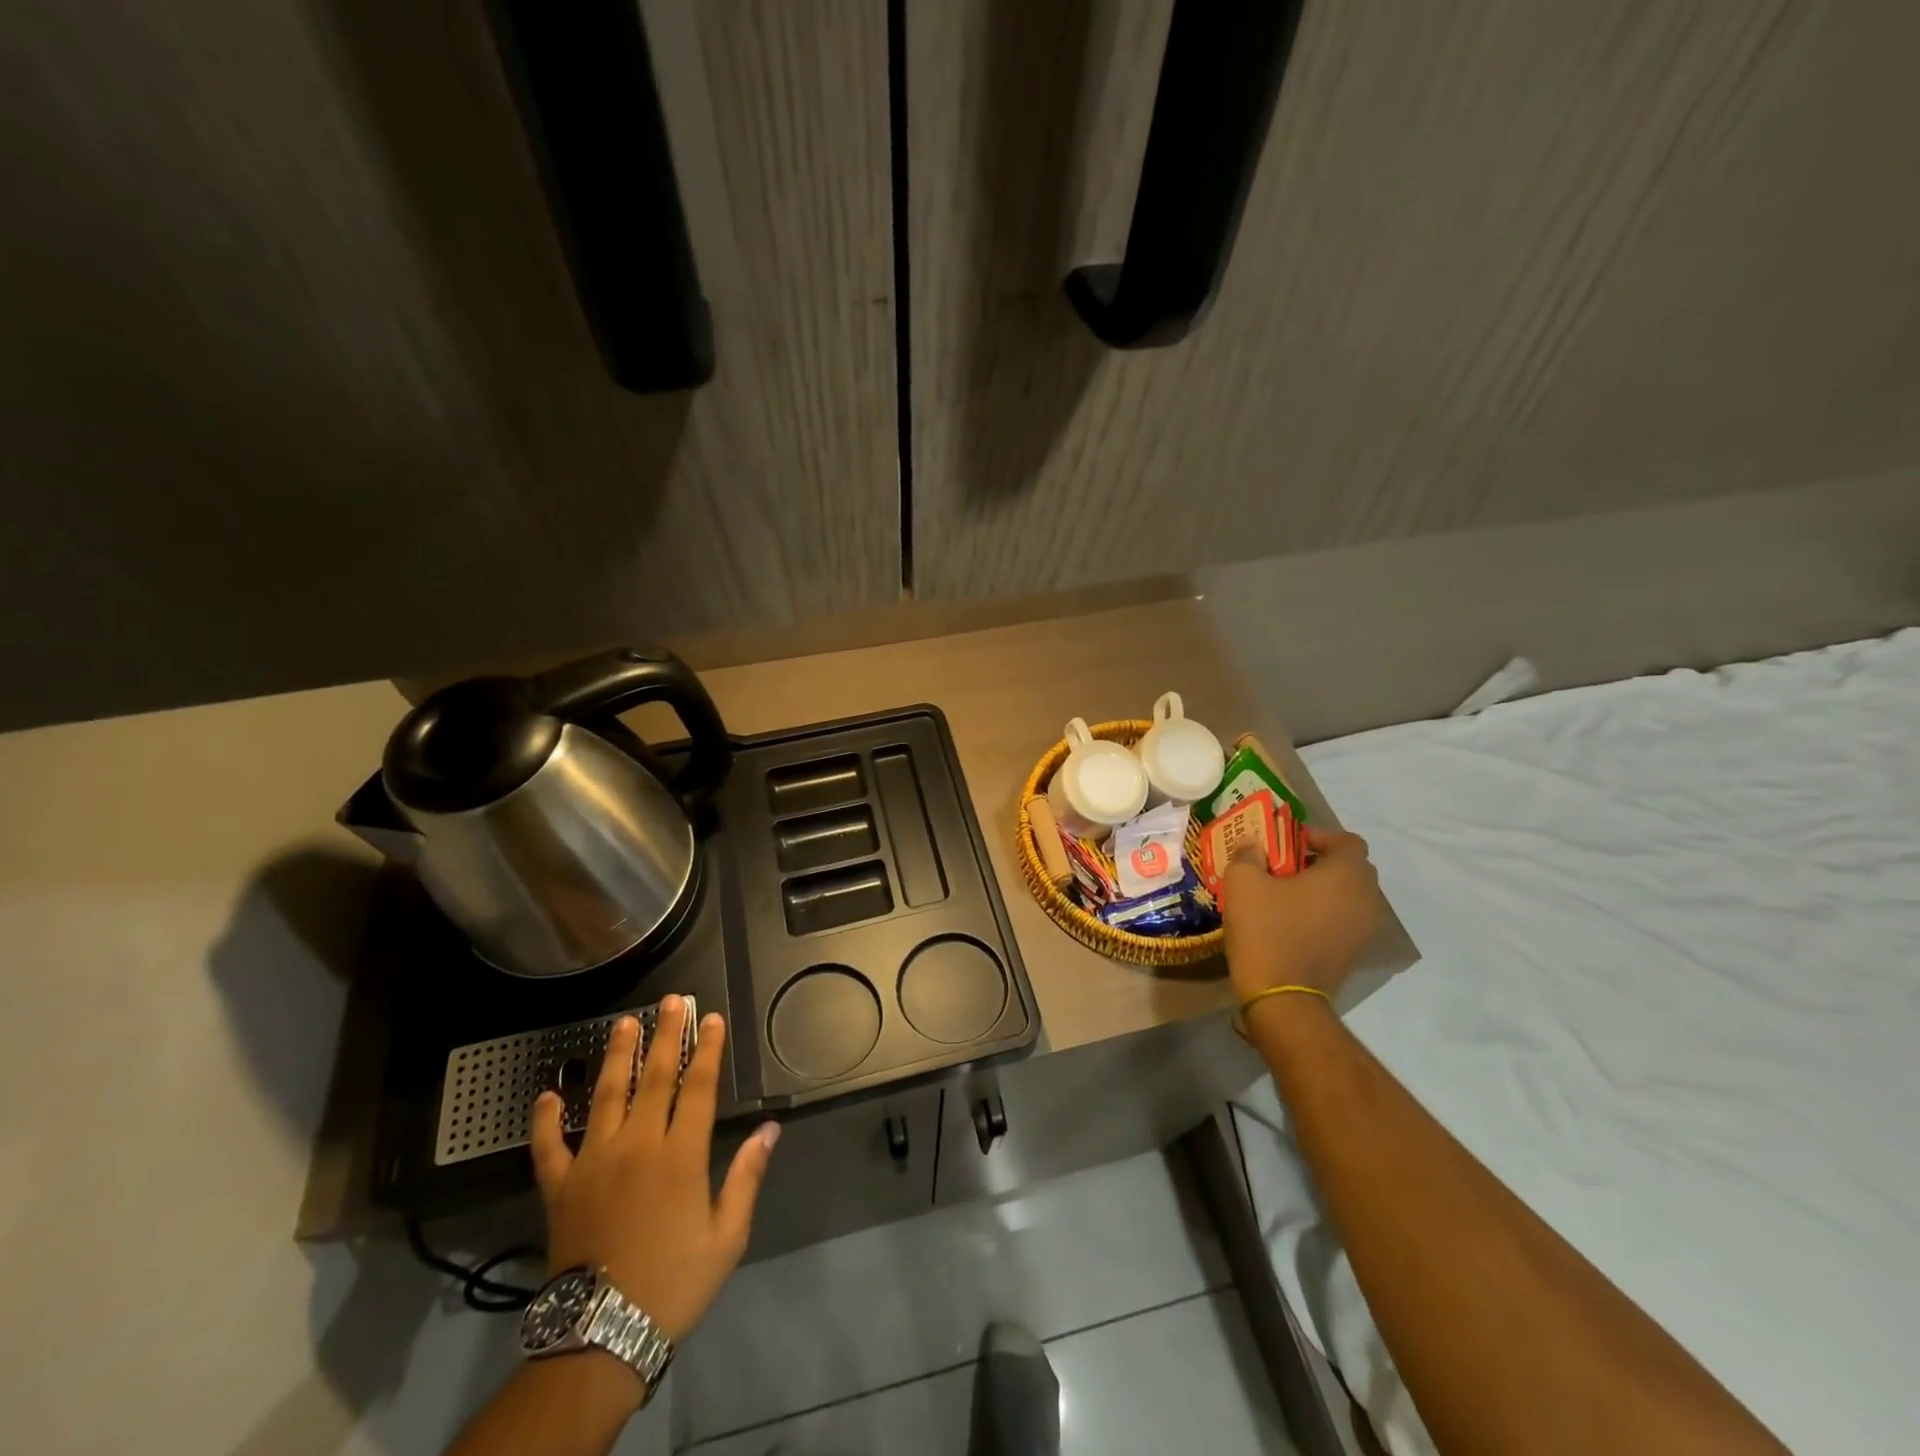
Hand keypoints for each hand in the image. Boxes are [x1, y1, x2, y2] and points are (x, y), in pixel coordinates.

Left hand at [531, 996, 779, 1344]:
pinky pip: (549, 1146)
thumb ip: (747, 1176)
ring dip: (617, 1056)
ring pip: (606, 1096)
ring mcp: (594, 1162)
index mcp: (680, 1154)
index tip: (711, 1018)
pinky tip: (547, 1095)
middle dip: (665, 1035)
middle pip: (654, 1077)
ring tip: (623, 1023)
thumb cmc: (674, 1282)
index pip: (698, 1086)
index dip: (707, 1048)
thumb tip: (769, 1129)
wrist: (602, 1336)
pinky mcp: (560, 1187)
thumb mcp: (727, 1235)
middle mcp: (637, 1145)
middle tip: (671, 1001)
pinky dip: (545, 1120)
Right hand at [1224, 825, 1383, 1003]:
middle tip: (1286, 868)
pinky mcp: (1356, 954)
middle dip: (1322, 863)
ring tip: (1287, 896)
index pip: (1348, 841)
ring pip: (1350, 897)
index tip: (1289, 845)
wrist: (1282, 996)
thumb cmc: (1266, 930)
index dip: (1320, 836)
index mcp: (1346, 875)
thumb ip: (1249, 854)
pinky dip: (1326, 915)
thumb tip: (1253, 844)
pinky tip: (1294, 923)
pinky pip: (1345, 921)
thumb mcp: (1244, 882)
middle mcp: (1366, 899)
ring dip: (1325, 891)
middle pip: (1352, 868)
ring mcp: (1366, 930)